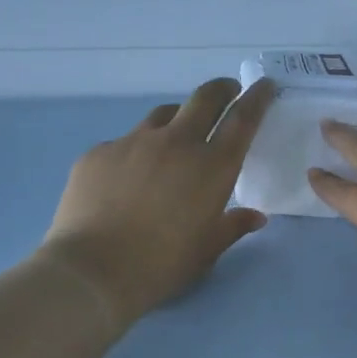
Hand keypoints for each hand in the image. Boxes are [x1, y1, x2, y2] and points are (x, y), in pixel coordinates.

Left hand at [42, 78, 275, 327]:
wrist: (92, 271)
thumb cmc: (161, 265)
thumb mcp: (207, 250)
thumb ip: (233, 226)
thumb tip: (255, 216)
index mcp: (212, 166)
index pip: (243, 119)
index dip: (257, 98)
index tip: (264, 86)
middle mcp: (176, 143)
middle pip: (205, 98)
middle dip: (222, 90)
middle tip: (228, 91)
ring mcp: (134, 142)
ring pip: (163, 115)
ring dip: (178, 119)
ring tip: (176, 137)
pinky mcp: (99, 152)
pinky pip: (125, 142)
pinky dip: (137, 152)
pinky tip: (128, 179)